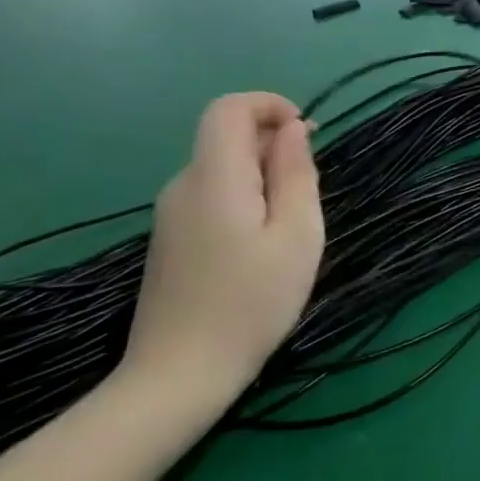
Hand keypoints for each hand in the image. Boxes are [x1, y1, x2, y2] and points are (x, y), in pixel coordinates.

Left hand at [123, 92, 323, 405]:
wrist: (179, 374)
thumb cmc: (252, 302)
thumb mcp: (297, 234)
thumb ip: (296, 174)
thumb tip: (294, 130)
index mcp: (214, 178)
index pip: (229, 109)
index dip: (269, 106)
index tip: (307, 134)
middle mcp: (183, 186)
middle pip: (225, 137)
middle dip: (274, 146)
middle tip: (308, 193)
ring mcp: (171, 215)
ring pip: (222, 168)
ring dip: (263, 176)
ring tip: (290, 226)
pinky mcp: (170, 239)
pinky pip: (212, 195)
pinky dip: (245, 198)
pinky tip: (261, 245)